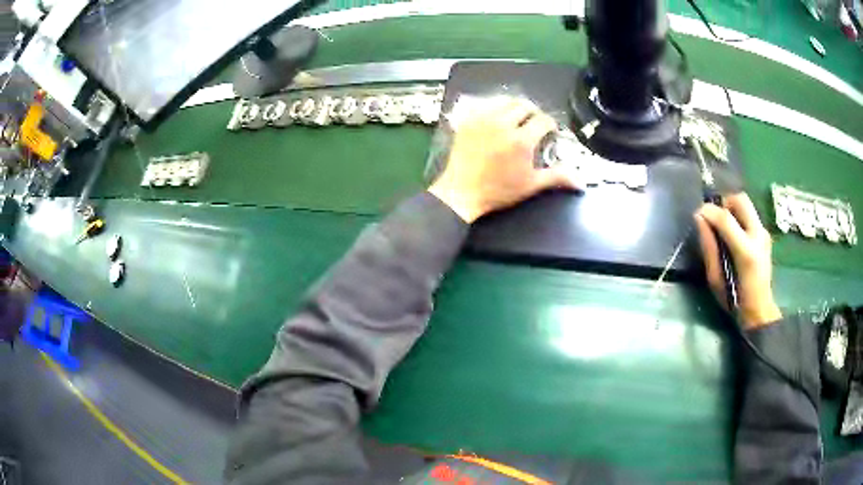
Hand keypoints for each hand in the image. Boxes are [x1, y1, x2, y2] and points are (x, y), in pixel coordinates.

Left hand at [428, 97, 580, 222]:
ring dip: (515, 106)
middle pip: (525, 106)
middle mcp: (503, 124)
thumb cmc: (499, 191)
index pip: (543, 120)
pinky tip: (498, 116)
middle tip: (535, 123)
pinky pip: (486, 104)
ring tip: (518, 117)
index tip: (550, 131)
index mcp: (522, 140)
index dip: (550, 124)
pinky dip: (496, 107)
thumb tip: (581, 181)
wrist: (462, 192)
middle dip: (534, 112)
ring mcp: (484, 120)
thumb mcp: (531, 185)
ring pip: (505, 101)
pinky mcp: (469, 120)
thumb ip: (557, 177)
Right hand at [694, 193, 781, 328]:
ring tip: (723, 226)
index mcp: (746, 251)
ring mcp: (764, 233)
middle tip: (714, 217)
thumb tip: (699, 219)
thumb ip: (709, 246)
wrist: (759, 309)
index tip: (697, 213)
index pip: (726, 219)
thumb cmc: (734, 299)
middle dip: (724, 203)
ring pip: (746, 204)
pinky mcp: (765, 234)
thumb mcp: (715, 278)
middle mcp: (758, 236)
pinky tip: (734, 234)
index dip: (709, 211)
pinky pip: (750, 215)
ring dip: (732, 209)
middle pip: (741, 200)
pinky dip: (738, 217)